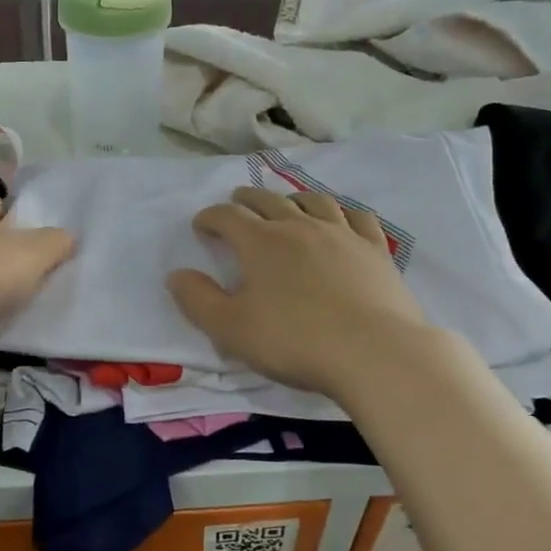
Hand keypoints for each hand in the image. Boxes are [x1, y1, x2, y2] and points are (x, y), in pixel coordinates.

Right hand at [168, 189, 432, 400]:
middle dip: (246, 199)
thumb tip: (176, 275)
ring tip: (286, 203)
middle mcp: (299, 226)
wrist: (374, 353)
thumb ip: (198, 300)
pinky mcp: (374, 249)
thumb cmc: (295, 341)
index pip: (228, 217)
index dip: (210, 217)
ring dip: (292, 198)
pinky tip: (341, 218)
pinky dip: (342, 211)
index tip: (201, 225)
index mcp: (261, 243)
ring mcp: (341, 234)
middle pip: (268, 200)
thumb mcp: (231, 329)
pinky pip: (357, 217)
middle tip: (237, 203)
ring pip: (313, 201)